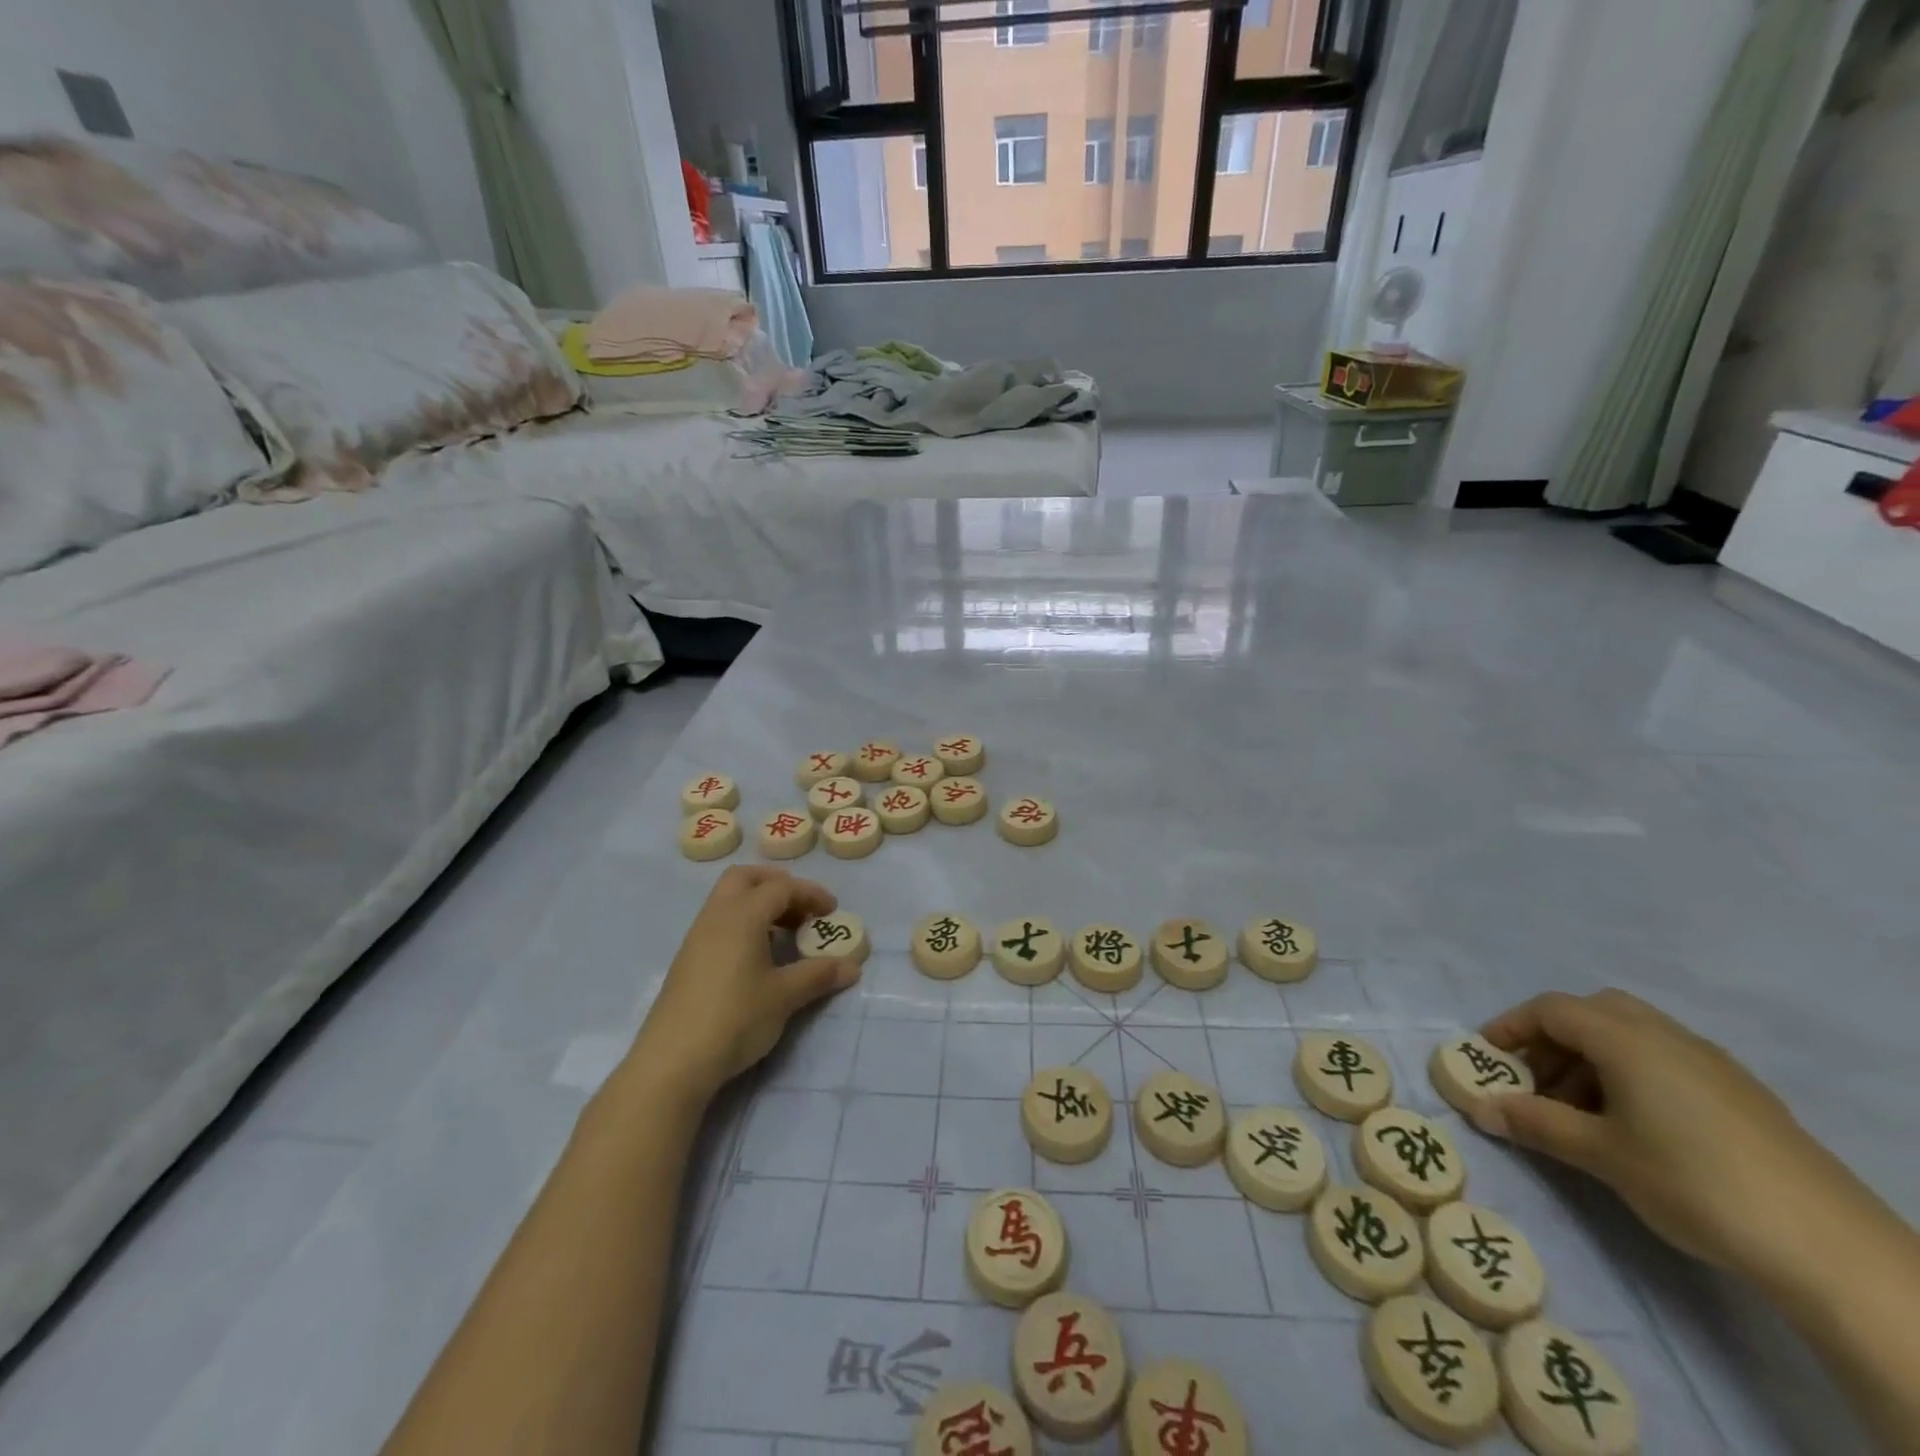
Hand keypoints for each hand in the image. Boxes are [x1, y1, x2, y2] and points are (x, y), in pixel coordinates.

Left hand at [628, 866, 861, 1103]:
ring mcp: (697, 938)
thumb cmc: (735, 1018)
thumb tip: (853, 966)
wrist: (673, 1062)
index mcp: (742, 915)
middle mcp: (716, 916)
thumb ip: (819, 975)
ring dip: (758, 905)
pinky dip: (743, 924)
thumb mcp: (784, 997)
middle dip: (777, 885)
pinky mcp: (688, 960)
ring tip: (784, 934)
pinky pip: (719, 923)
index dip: (810, 894)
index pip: (781, 887)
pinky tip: (757, 957)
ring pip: (728, 900)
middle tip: (801, 908)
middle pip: (745, 878)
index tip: (832, 913)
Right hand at [1476, 990, 1855, 1283]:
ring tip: (1579, 1111)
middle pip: (1593, 1012)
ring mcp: (1712, 1064)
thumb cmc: (1693, 1182)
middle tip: (1535, 1080)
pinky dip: (1631, 1074)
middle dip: (1554, 1038)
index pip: (1550, 1009)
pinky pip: (1666, 1060)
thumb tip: (1478, 1107)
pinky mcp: (1742, 1095)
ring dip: (1591, 1058)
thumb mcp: (1600, 1154)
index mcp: (1627, 1039)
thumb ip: (1534, 1123)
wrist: (1830, 1248)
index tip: (1486, 1057)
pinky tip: (1636, 1126)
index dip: (1511, 1026)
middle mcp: (1667, 1036)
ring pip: (1631, 1035)